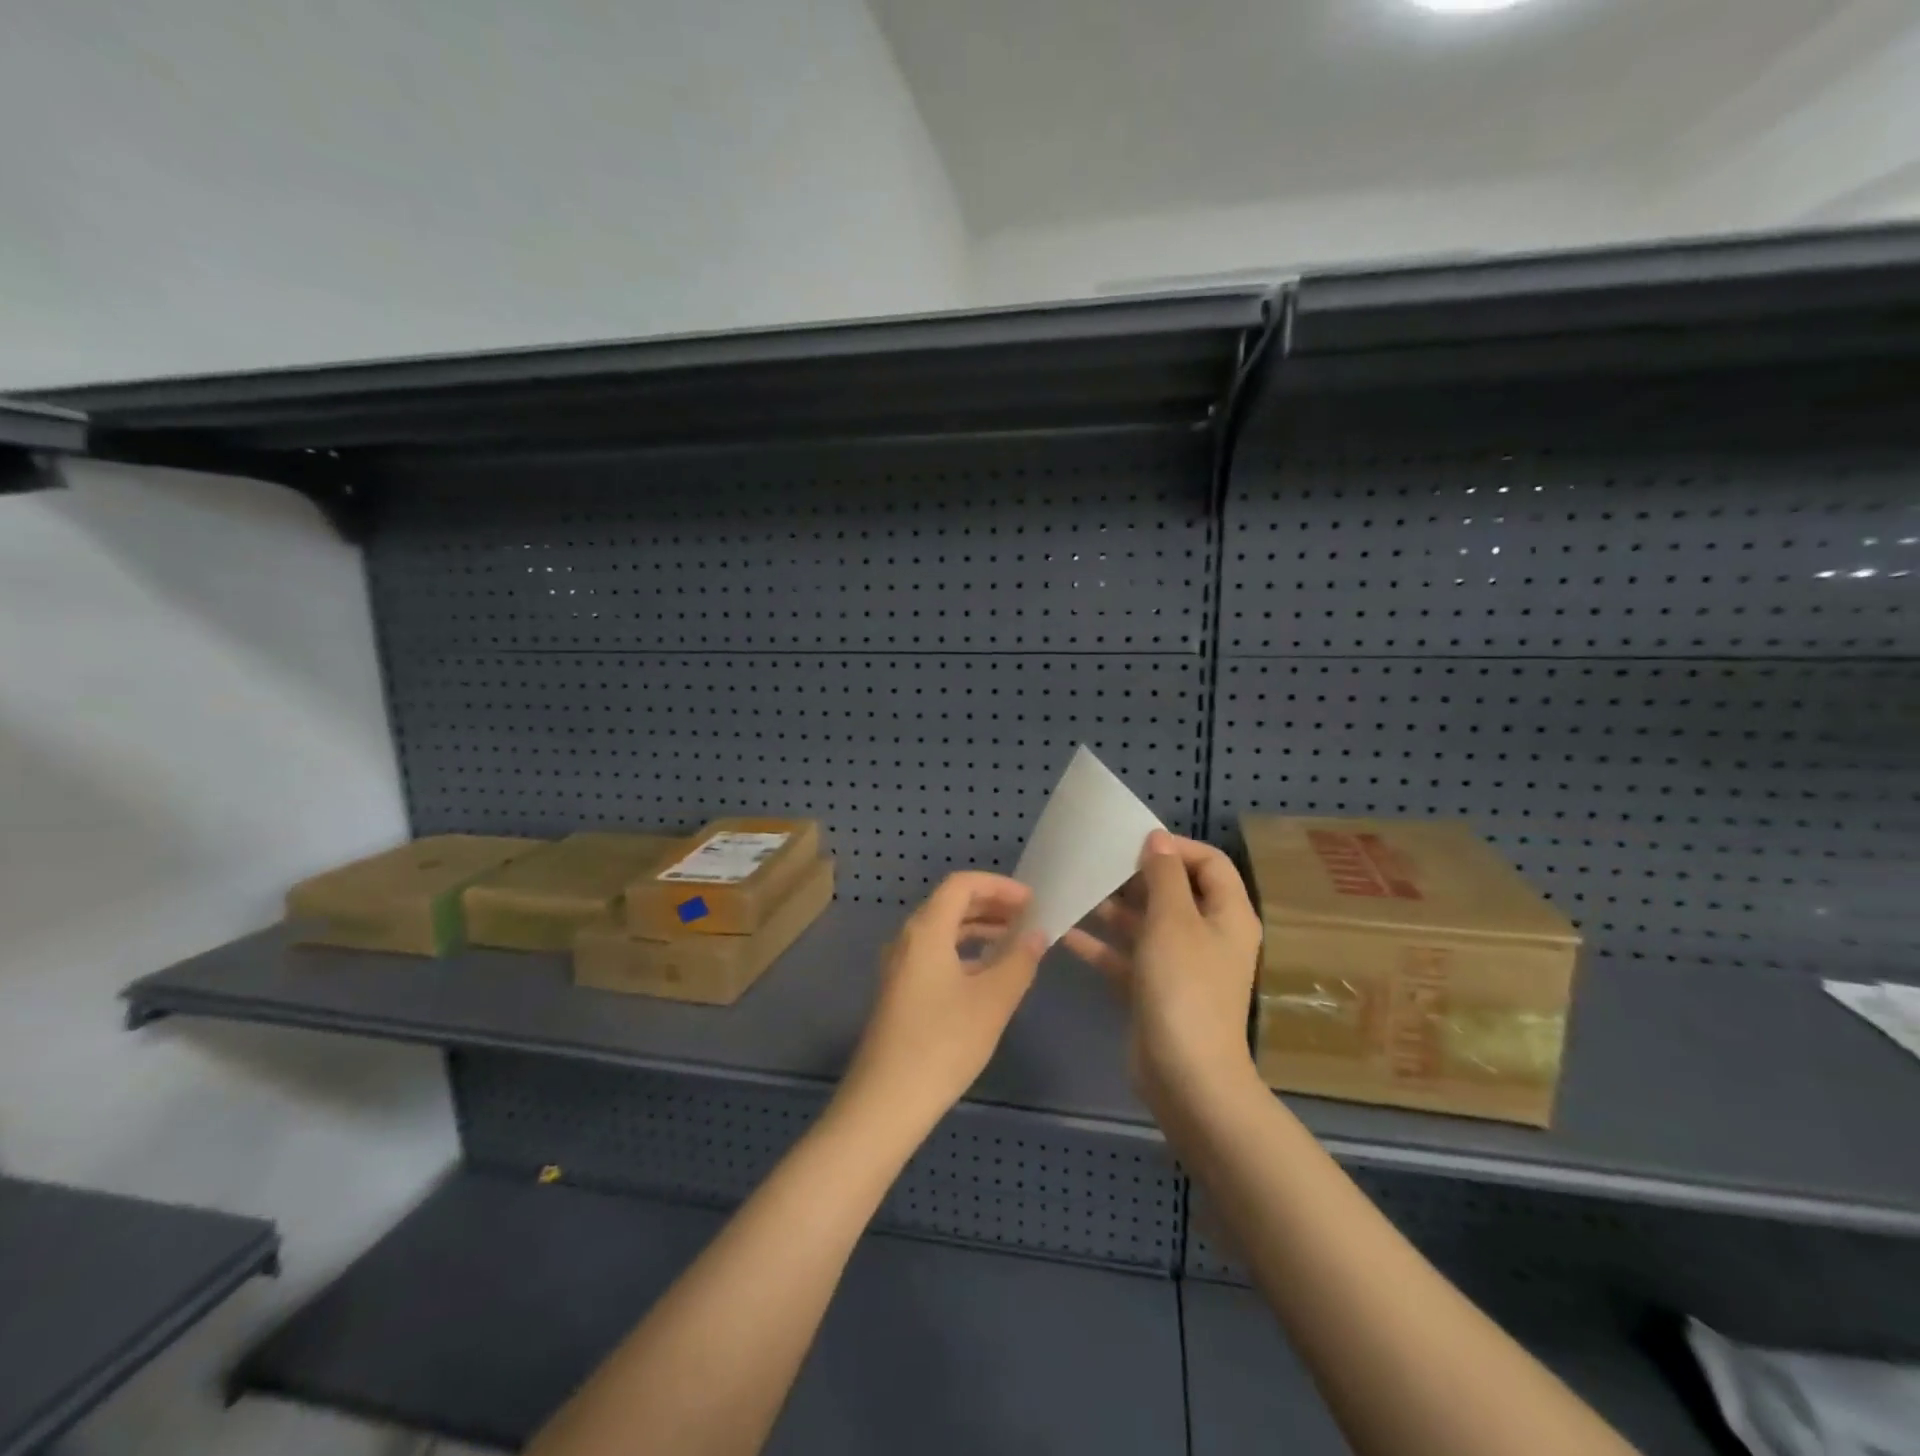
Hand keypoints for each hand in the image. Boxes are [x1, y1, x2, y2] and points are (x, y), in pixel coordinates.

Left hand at [841, 873, 1047, 1132]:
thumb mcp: (992, 1001)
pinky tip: (988, 974)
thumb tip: (1038, 933)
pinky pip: (936, 954)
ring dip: (979, 929)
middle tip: (1030, 919)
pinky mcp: (901, 991)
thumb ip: (1019, 961)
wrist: (886, 1101)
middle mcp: (908, 939)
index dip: (999, 886)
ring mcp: (900, 966)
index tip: (1032, 901)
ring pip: (943, 931)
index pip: (962, 884)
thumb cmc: (943, 1043)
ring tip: (1016, 943)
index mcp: (926, 930)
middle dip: (992, 906)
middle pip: (951, 904)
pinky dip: (965, 952)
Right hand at [1063, 831, 1262, 1111]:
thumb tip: (1158, 840)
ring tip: (1078, 889)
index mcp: (1228, 915)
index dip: (1175, 847)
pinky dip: (1102, 945)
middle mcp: (1208, 935)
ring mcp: (1181, 966)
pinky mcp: (1154, 990)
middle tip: (1098, 862)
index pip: (1209, 863)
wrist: (1185, 1076)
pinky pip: (1127, 957)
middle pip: (1175, 891)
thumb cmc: (1184, 986)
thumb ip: (1164, 875)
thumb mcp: (1173, 919)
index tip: (1133, 842)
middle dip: (1137, 875)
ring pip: (1147, 924)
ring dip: (1115, 908)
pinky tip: (1066, 932)